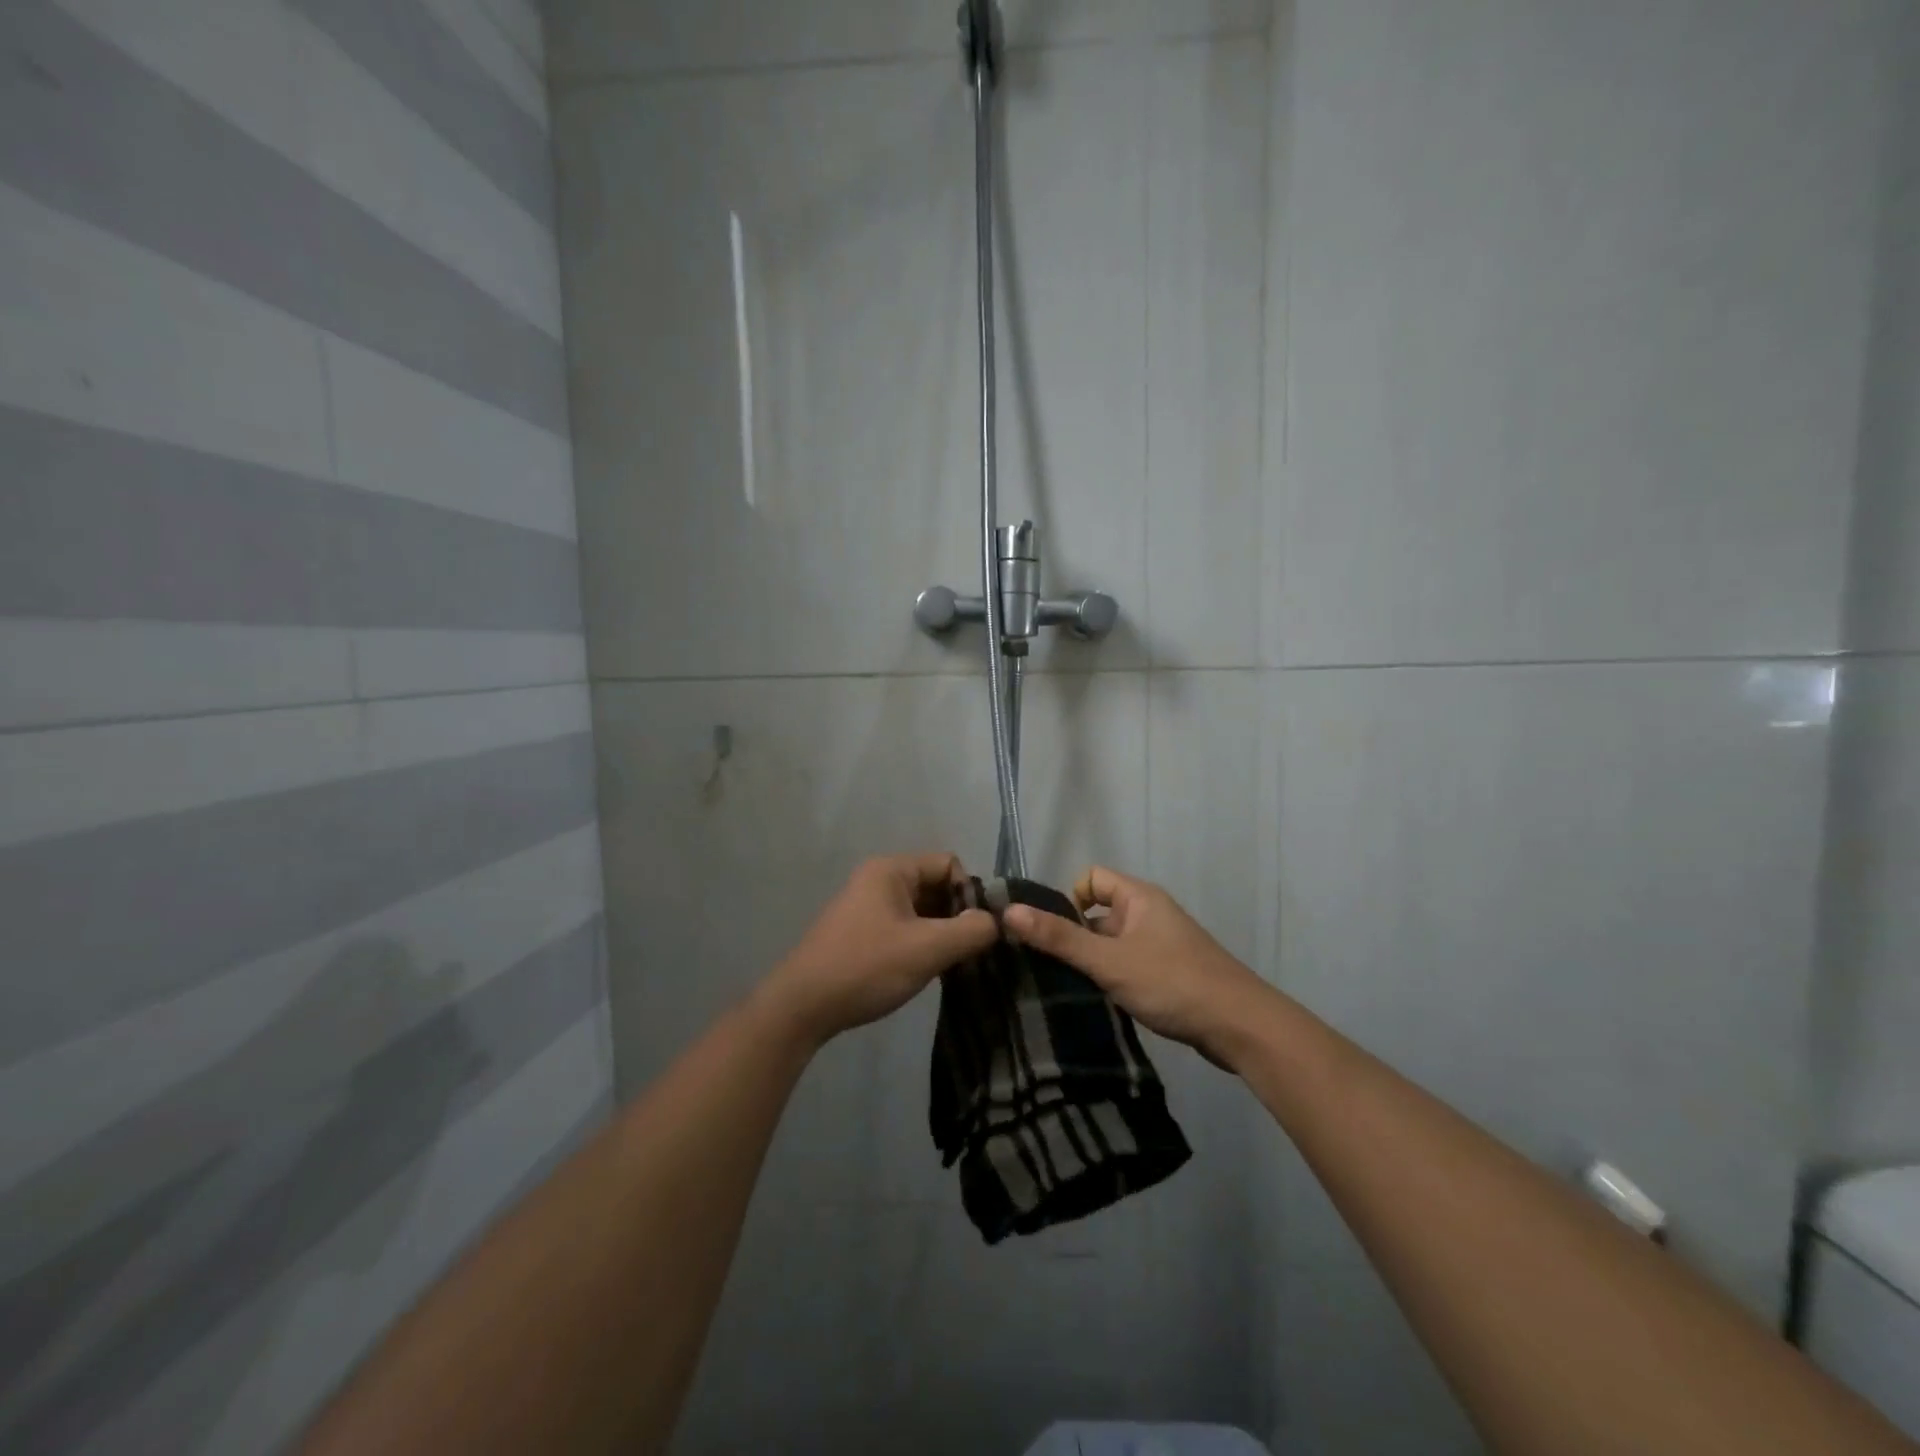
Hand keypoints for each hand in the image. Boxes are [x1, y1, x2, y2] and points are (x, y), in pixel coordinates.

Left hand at [759, 853, 998, 1048]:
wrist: (802, 1007)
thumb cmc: (866, 967)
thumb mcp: (927, 949)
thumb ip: (970, 931)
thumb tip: (996, 923)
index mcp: (891, 870)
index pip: (948, 864)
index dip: (969, 893)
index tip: (978, 930)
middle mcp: (878, 879)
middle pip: (935, 885)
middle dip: (956, 915)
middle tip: (970, 951)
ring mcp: (867, 906)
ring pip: (921, 909)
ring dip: (940, 932)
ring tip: (951, 964)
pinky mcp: (861, 932)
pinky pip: (904, 926)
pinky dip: (921, 943)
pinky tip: (926, 970)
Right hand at [1002, 866, 1266, 1063]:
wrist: (1240, 1026)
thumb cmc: (1172, 982)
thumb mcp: (1109, 961)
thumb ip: (1059, 938)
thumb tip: (1008, 912)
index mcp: (1139, 898)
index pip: (1091, 878)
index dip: (1069, 900)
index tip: (1053, 933)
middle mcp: (1150, 914)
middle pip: (1098, 913)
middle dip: (1075, 937)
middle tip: (1050, 968)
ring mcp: (1161, 945)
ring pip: (1112, 944)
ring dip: (1093, 963)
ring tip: (1069, 990)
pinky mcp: (1169, 974)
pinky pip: (1128, 965)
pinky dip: (1113, 979)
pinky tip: (1100, 1004)